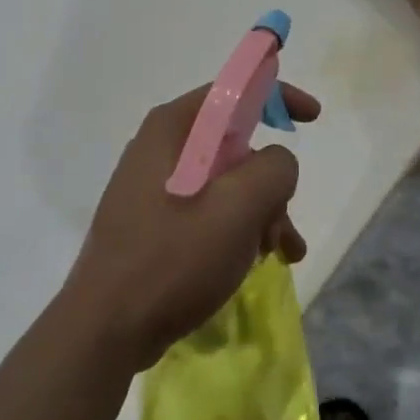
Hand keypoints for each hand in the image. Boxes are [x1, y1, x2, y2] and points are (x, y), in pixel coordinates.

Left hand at [61, 83, 319, 371]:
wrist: (106, 328)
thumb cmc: (173, 259)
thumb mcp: (238, 208)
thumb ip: (273, 169)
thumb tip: (277, 163)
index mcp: (172, 128)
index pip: (232, 91)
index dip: (277, 96)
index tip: (313, 118)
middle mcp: (159, 148)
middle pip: (234, 145)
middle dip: (270, 182)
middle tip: (283, 225)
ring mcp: (152, 187)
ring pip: (225, 182)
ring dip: (259, 212)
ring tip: (279, 255)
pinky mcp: (152, 222)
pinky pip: (206, 210)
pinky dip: (236, 229)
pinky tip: (254, 263)